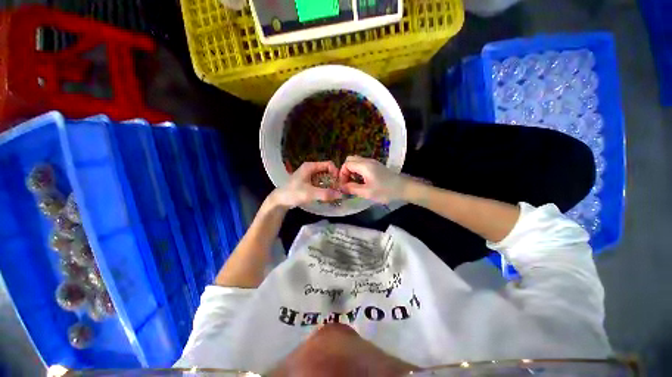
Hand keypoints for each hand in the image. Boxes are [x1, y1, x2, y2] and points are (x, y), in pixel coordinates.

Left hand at [270, 161, 341, 208]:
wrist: (279, 200)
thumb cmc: (293, 193)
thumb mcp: (310, 193)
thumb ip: (325, 194)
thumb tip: (340, 194)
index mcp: (310, 166)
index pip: (328, 164)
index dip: (335, 172)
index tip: (339, 183)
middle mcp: (311, 169)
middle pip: (327, 171)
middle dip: (333, 180)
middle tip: (337, 190)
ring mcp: (309, 176)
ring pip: (324, 178)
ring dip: (329, 185)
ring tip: (333, 194)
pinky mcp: (308, 182)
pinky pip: (320, 183)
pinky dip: (325, 188)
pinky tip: (327, 195)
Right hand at [338, 156, 408, 203]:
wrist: (404, 188)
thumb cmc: (385, 190)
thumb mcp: (367, 192)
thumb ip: (352, 189)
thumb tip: (341, 187)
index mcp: (364, 166)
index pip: (346, 164)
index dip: (342, 174)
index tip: (344, 184)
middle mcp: (367, 161)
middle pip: (350, 160)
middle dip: (346, 170)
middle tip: (348, 182)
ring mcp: (372, 162)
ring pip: (356, 161)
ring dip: (352, 171)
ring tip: (354, 183)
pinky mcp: (376, 165)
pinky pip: (362, 164)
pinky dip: (358, 171)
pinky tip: (361, 181)